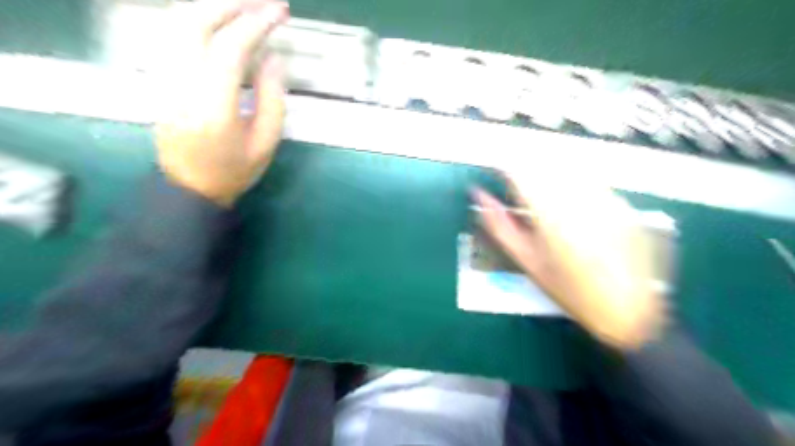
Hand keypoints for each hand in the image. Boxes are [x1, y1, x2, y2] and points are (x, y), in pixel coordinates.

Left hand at [155, 0, 288, 206]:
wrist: (190, 186)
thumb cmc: (234, 170)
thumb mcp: (266, 142)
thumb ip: (273, 98)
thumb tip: (274, 57)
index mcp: (214, 106)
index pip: (231, 48)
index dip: (257, 23)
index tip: (280, 11)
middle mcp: (182, 83)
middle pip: (196, 22)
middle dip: (233, 3)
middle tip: (263, 0)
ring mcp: (165, 77)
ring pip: (179, 21)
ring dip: (213, 5)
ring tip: (244, 4)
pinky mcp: (161, 76)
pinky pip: (173, 33)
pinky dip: (197, 16)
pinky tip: (218, 17)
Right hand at [474, 165, 665, 347]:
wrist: (626, 311)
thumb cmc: (567, 290)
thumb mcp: (526, 261)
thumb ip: (499, 225)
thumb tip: (479, 196)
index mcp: (550, 214)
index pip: (520, 173)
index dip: (504, 168)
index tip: (497, 172)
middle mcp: (579, 199)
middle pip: (544, 165)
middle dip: (526, 169)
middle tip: (519, 189)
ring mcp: (606, 198)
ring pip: (568, 169)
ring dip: (550, 174)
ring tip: (547, 199)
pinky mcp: (624, 203)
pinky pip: (591, 180)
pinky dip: (574, 184)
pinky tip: (575, 209)